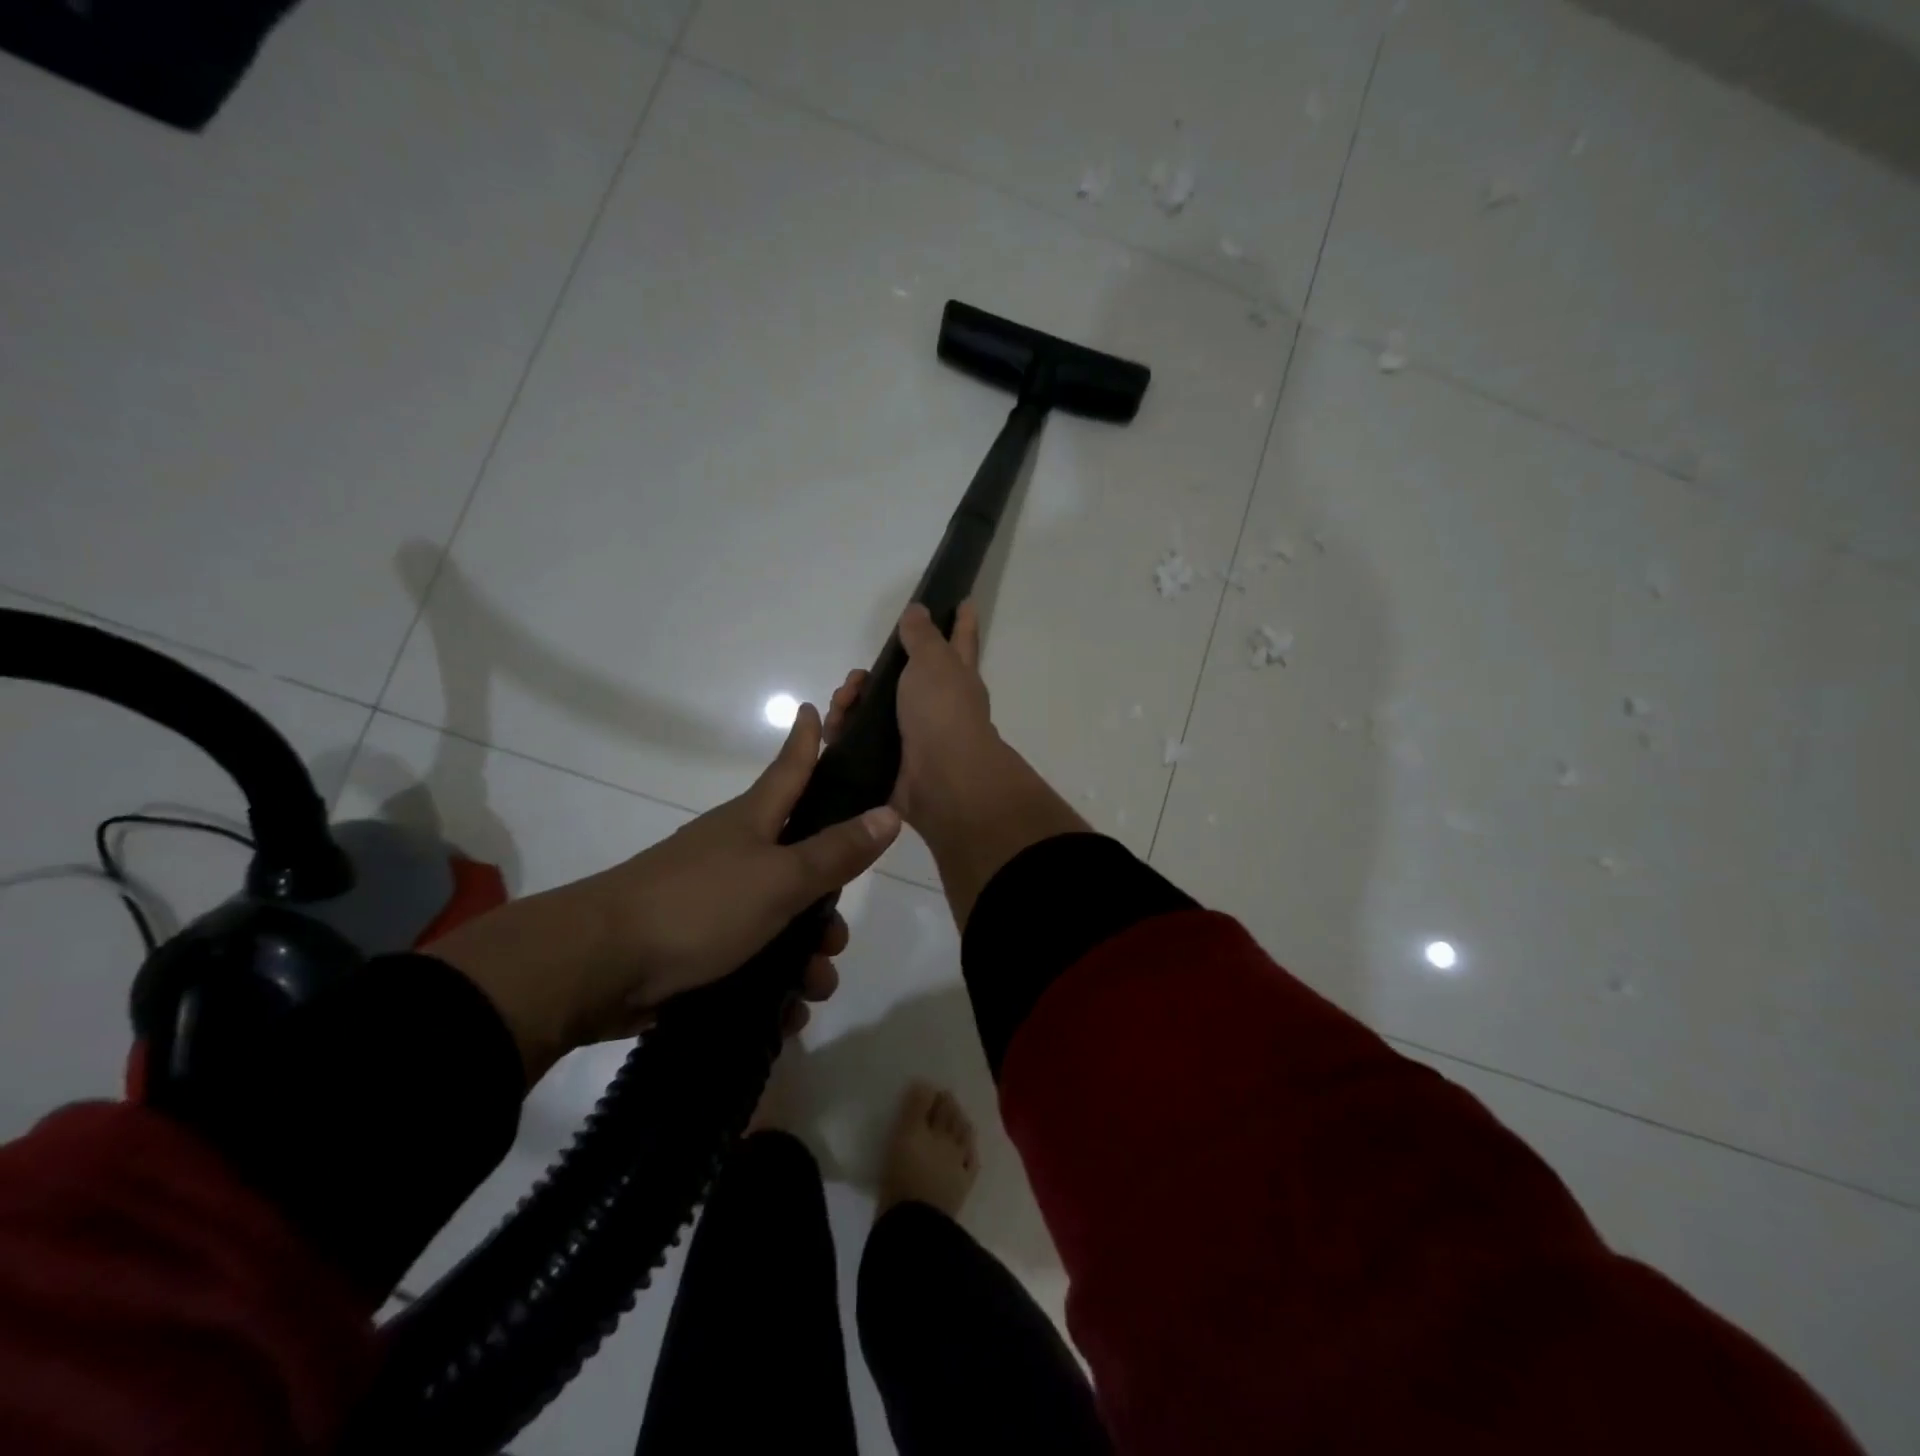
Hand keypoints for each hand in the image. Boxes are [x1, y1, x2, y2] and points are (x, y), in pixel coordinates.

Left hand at [432, 704, 901, 1083]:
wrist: (597, 966)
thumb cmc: (698, 906)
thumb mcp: (779, 879)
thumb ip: (837, 852)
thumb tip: (891, 812)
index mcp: (753, 821)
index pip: (791, 769)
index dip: (807, 741)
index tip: (813, 709)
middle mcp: (735, 853)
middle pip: (798, 861)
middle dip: (826, 902)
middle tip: (837, 938)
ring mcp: (713, 899)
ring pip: (779, 918)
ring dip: (804, 955)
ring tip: (812, 988)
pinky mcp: (696, 945)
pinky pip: (751, 959)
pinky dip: (772, 984)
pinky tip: (785, 1015)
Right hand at [824, 601, 1002, 830]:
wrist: (941, 780)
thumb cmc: (943, 711)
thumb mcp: (934, 662)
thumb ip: (923, 636)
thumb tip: (919, 611)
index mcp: (956, 676)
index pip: (960, 639)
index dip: (961, 621)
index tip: (964, 600)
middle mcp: (937, 704)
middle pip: (901, 677)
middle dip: (872, 673)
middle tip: (856, 678)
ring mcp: (914, 734)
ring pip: (874, 708)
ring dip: (851, 702)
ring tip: (842, 705)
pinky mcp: (890, 761)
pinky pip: (859, 740)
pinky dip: (844, 732)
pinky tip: (833, 731)